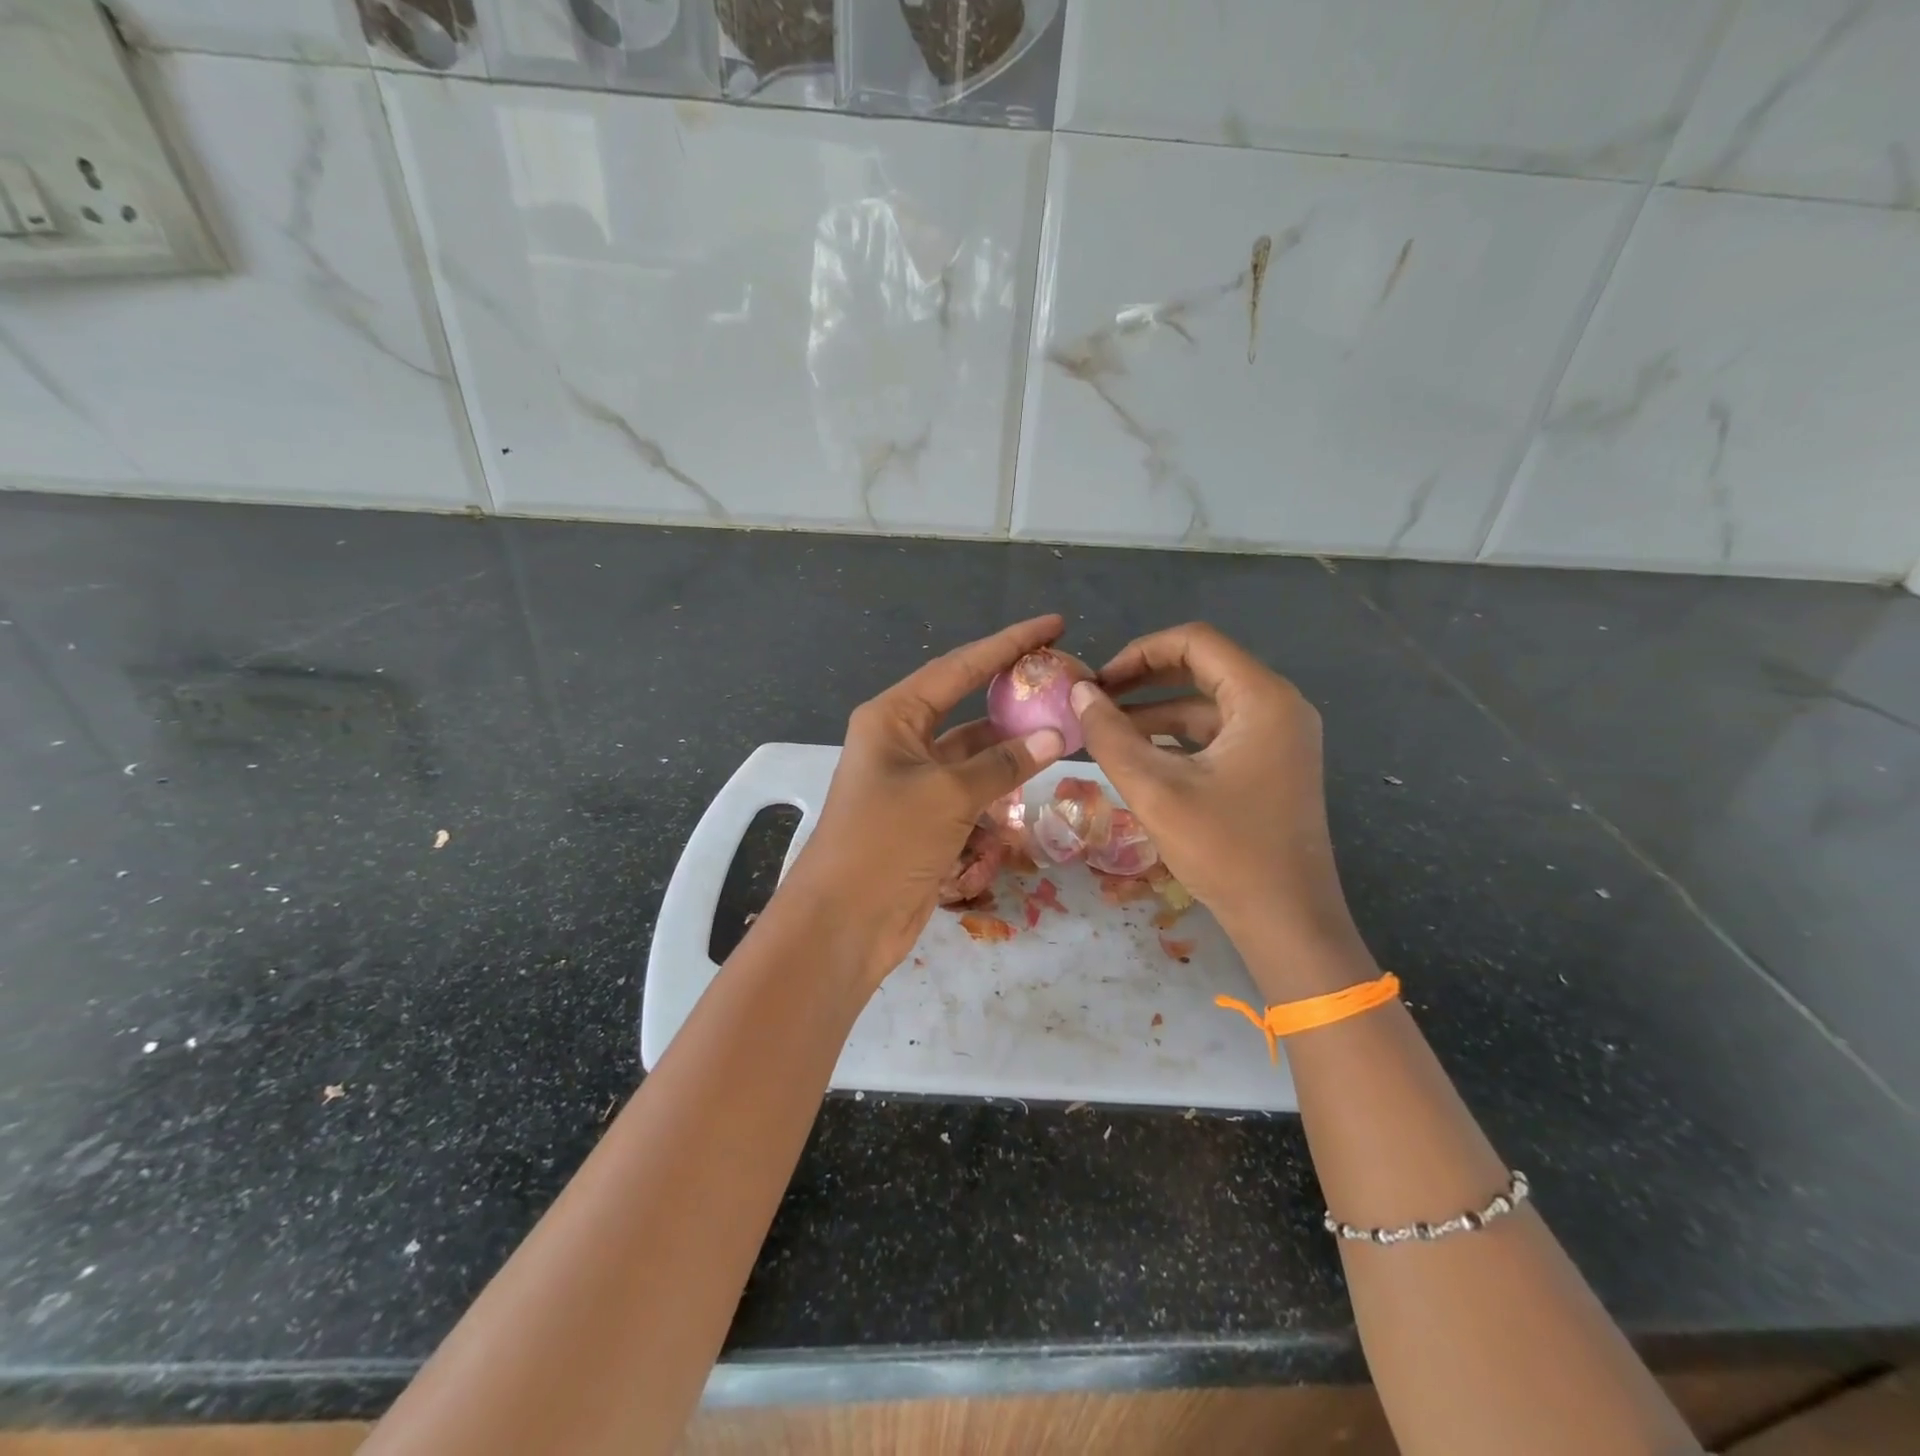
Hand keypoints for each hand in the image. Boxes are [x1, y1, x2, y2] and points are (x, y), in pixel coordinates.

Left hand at [780, 616, 1066, 987]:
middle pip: (966, 702)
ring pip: (973, 749)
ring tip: (1062, 729)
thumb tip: (1055, 734)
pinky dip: (999, 785)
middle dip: (1011, 691)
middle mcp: (901, 739)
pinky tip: (1033, 779)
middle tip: (1062, 677)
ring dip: (1011, 744)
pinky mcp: (926, 815)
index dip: (1008, 643)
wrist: (844, 922)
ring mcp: (914, 779)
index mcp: (893, 716)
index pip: (959, 666)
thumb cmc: (886, 842)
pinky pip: (971, 787)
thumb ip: (1004, 762)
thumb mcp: (948, 794)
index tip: (1053, 624)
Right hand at [1070, 623, 1366, 986]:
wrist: (1288, 922)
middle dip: (1143, 680)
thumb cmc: (1226, 851)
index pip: (1195, 642)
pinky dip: (1176, 738)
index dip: (1139, 652)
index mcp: (1262, 699)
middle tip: (1095, 699)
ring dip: (1154, 712)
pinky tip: (1137, 756)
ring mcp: (1279, 737)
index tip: (1098, 681)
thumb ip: (1111, 736)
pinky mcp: (1271, 765)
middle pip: (1202, 668)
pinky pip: (1217, 734)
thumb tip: (1079, 694)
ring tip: (1103, 731)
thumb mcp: (1156, 790)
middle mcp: (1278, 706)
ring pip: (1206, 704)